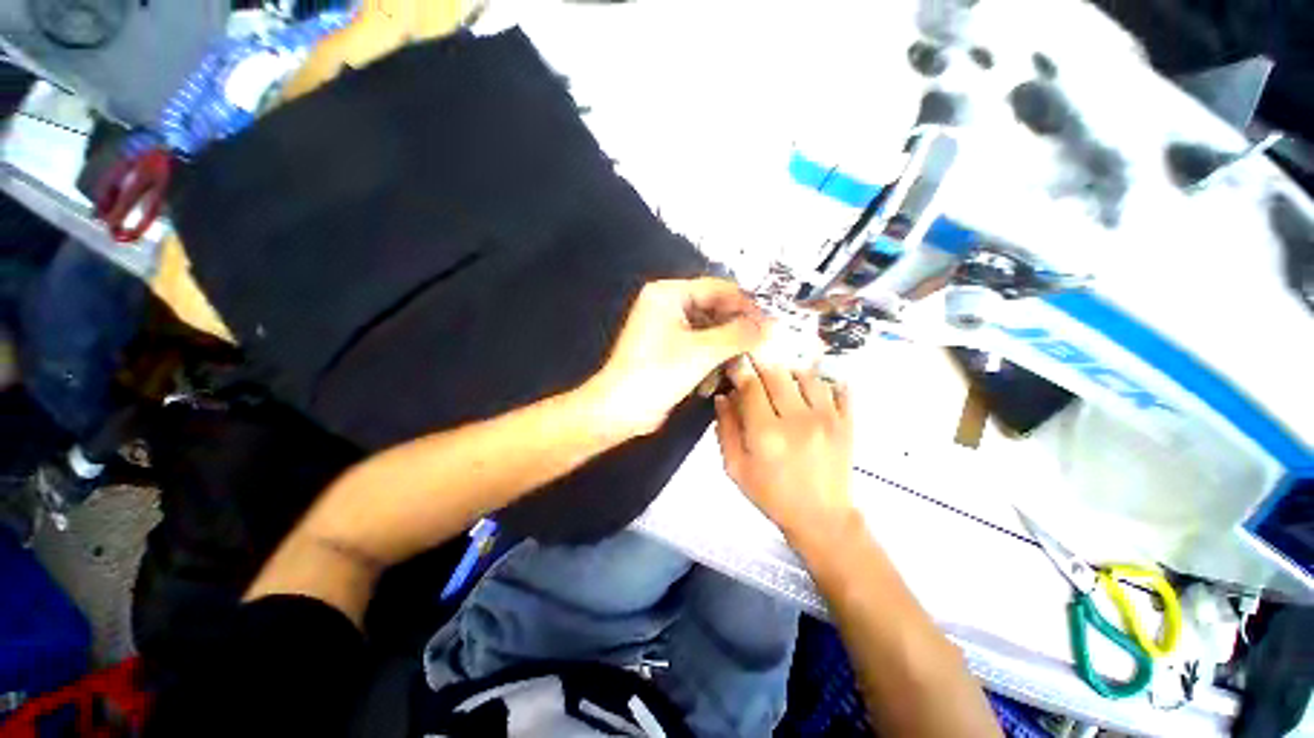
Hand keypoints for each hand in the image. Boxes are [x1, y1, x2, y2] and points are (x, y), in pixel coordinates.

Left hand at [586, 278, 767, 437]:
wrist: (619, 409)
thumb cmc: (655, 374)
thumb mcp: (703, 352)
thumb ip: (740, 334)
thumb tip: (770, 325)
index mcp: (669, 293)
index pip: (720, 288)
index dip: (747, 305)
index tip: (770, 324)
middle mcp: (666, 303)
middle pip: (715, 309)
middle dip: (736, 330)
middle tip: (761, 346)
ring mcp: (665, 326)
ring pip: (710, 330)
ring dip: (724, 349)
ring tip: (739, 366)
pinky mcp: (667, 350)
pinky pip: (698, 346)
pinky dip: (709, 360)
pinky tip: (712, 381)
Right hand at [715, 356, 855, 547]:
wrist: (820, 516)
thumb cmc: (772, 496)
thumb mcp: (737, 471)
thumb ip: (727, 431)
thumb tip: (724, 396)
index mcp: (766, 435)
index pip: (750, 385)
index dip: (739, 369)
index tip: (735, 365)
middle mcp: (797, 420)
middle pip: (777, 372)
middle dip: (763, 367)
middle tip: (757, 371)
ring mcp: (827, 418)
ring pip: (807, 374)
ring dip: (792, 374)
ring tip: (786, 385)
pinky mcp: (847, 421)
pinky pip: (838, 387)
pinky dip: (825, 383)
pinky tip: (814, 393)